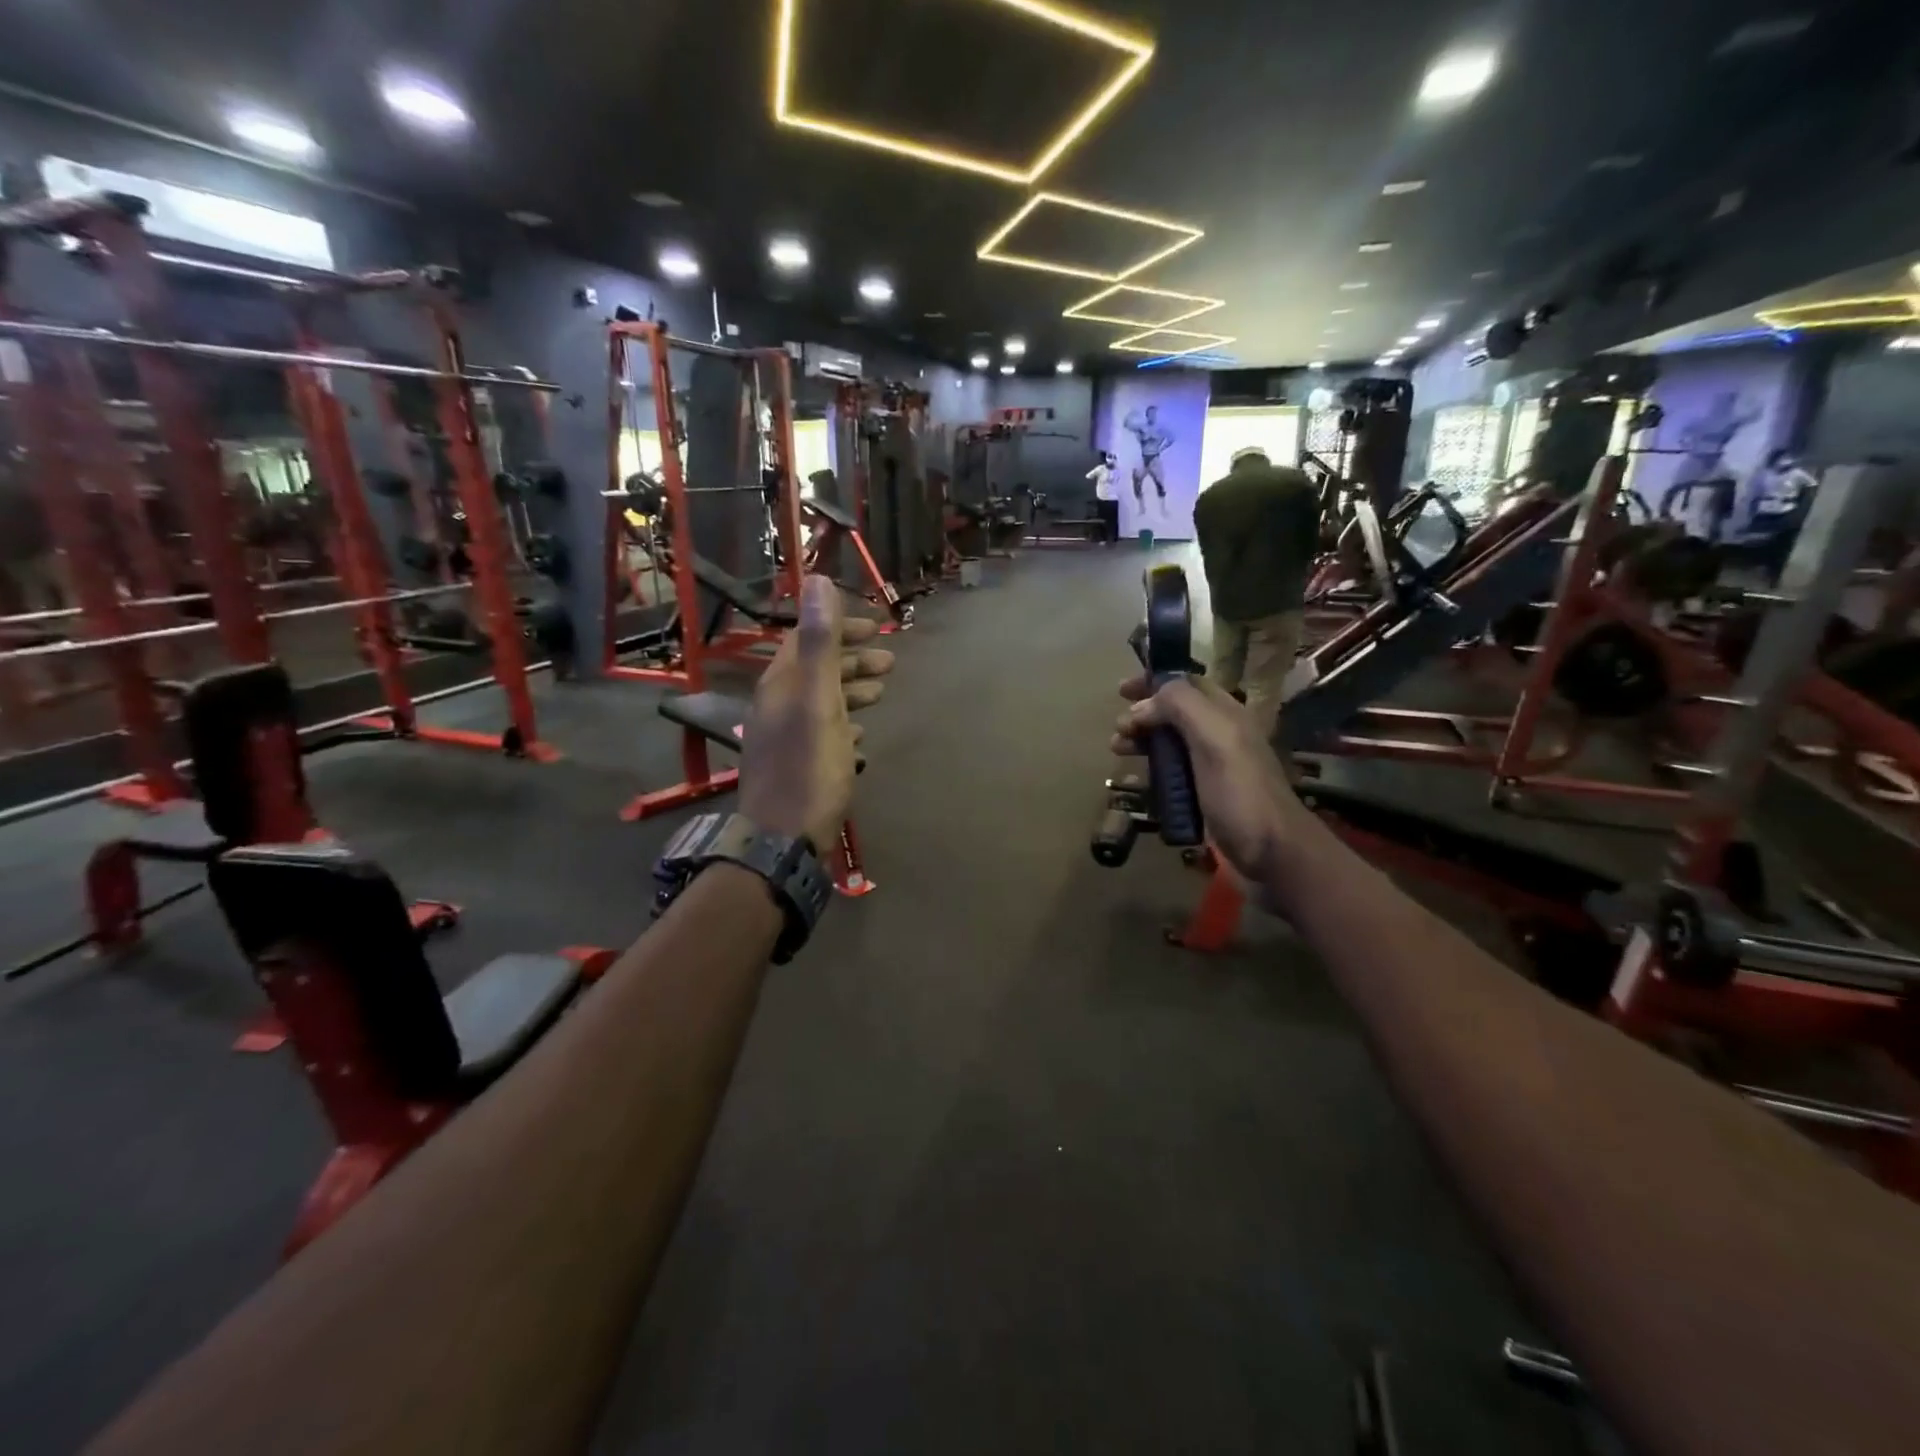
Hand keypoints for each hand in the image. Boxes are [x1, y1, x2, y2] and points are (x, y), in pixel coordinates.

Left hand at [740, 576, 893, 848]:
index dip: (840, 628)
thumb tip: (817, 580)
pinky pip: (821, 730)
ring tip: (882, 693)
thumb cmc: (808, 769)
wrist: (783, 840)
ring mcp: (783, 737)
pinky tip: (861, 733)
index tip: (877, 629)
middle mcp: (777, 705)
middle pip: (815, 669)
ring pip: (820, 700)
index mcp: (781, 684)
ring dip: (851, 690)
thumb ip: (820, 643)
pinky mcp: (794, 764)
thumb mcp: (819, 702)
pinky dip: (843, 722)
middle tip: (890, 663)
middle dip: (852, 660)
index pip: (808, 639)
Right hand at [1112, 672, 1308, 901]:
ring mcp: (1212, 767)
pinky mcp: (1204, 796)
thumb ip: (1181, 707)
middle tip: (1118, 729)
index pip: (1187, 683)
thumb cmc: (1241, 793)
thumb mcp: (1215, 739)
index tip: (1121, 690)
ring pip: (1171, 742)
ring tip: (1118, 750)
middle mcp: (1220, 735)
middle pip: (1175, 712)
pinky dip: (1152, 769)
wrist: (1272, 854)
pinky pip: (1173, 773)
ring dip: (1143, 740)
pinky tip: (1138, 779)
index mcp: (1226, 714)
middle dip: (1143, 713)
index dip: (1154, 680)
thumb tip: (1143, 704)